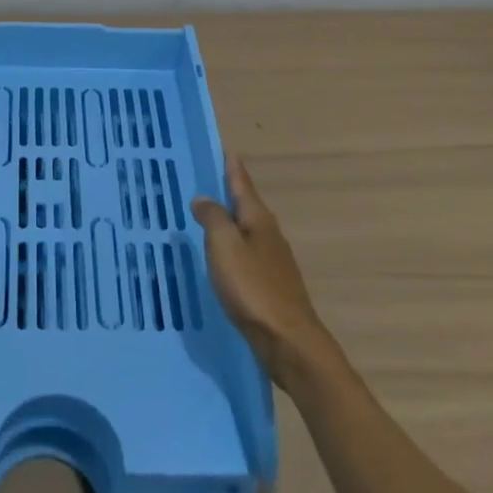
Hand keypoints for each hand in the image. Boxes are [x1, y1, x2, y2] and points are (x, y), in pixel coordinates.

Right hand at [192, 155, 330, 383]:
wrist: (289, 343)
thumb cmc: (253, 288)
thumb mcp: (225, 246)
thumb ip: (213, 218)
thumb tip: (203, 198)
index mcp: (258, 219)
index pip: (242, 184)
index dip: (232, 168)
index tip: (226, 150)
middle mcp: (269, 235)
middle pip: (246, 206)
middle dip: (229, 193)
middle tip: (207, 180)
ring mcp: (273, 262)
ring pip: (246, 231)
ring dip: (229, 221)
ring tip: (208, 216)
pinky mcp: (271, 286)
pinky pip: (246, 255)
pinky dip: (232, 248)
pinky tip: (222, 257)